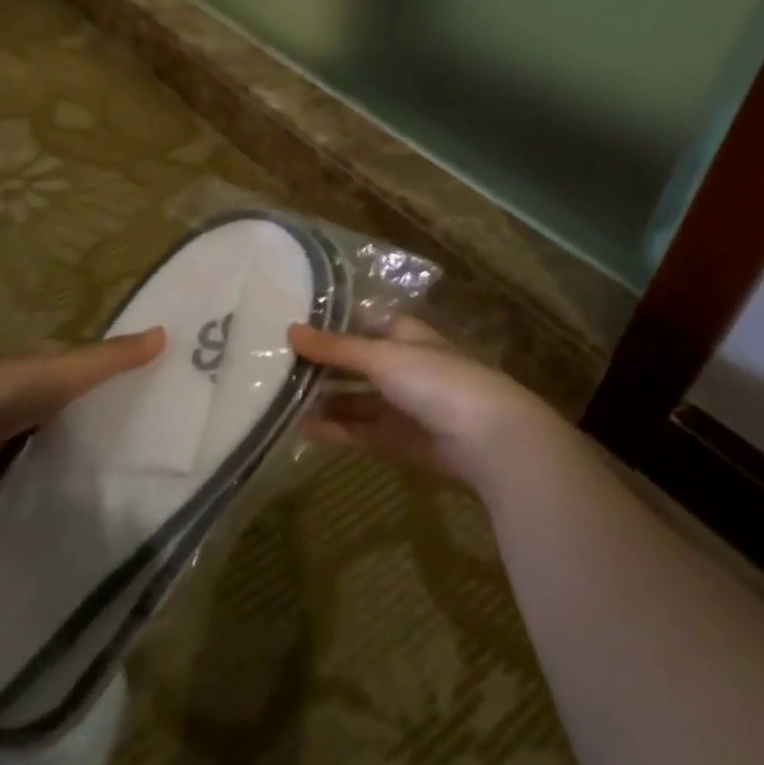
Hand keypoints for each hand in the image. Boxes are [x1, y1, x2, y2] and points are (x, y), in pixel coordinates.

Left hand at [0, 328, 166, 486]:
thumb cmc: (6, 392)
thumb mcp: (67, 372)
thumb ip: (112, 358)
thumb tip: (165, 332)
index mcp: (38, 361)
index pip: (82, 361)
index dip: (111, 368)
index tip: (146, 385)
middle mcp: (21, 388)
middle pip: (66, 396)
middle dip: (93, 406)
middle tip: (138, 428)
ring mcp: (3, 424)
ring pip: (48, 427)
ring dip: (70, 436)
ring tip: (113, 459)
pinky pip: (30, 457)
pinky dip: (47, 462)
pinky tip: (69, 480)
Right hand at [289, 317, 562, 490]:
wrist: (489, 440)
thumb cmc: (437, 381)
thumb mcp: (382, 357)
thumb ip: (335, 348)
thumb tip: (289, 330)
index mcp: (404, 336)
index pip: (361, 324)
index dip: (330, 324)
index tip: (291, 325)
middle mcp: (401, 367)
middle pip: (353, 363)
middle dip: (320, 365)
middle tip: (274, 363)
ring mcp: (399, 405)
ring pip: (352, 399)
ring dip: (322, 400)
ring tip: (278, 397)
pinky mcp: (397, 440)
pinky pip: (358, 431)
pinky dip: (333, 430)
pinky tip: (301, 429)